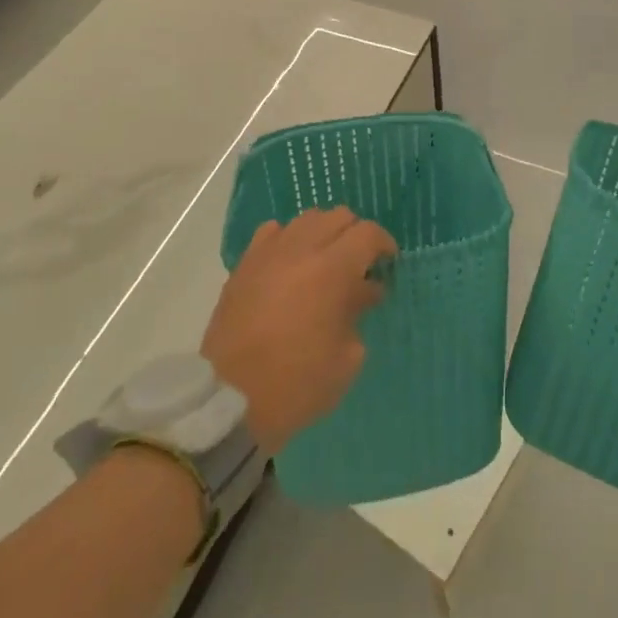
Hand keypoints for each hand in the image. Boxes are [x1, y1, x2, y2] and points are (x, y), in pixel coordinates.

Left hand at [201, 207, 395, 455]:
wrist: (229, 401)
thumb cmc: (298, 383)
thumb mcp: (347, 357)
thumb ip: (358, 312)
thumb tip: (362, 292)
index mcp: (333, 270)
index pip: (368, 233)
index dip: (384, 243)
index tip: (387, 262)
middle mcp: (301, 250)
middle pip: (338, 216)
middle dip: (355, 235)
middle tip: (359, 265)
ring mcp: (268, 254)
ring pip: (306, 219)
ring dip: (323, 233)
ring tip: (324, 262)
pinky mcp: (243, 266)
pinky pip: (271, 233)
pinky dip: (288, 239)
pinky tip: (289, 263)